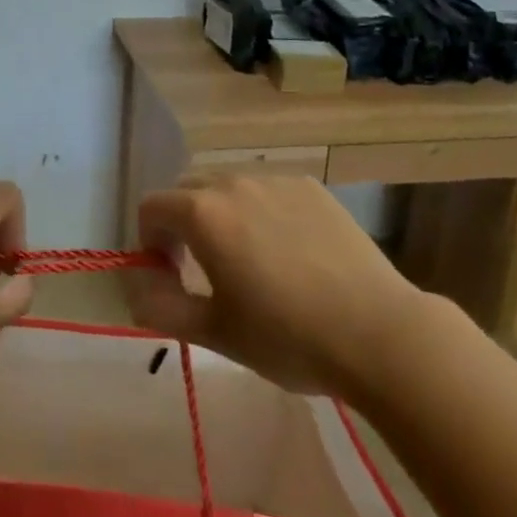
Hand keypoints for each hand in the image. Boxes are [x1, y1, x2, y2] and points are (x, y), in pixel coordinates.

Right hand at [127, 173, 428, 398]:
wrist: (380, 333)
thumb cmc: (289, 337)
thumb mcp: (217, 333)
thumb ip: (163, 309)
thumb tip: (136, 290)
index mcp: (202, 213)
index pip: (151, 207)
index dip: (149, 240)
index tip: (170, 275)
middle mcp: (232, 182)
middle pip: (187, 189)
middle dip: (182, 222)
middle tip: (202, 267)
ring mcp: (274, 178)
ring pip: (227, 184)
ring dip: (221, 212)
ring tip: (248, 257)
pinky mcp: (309, 185)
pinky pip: (267, 188)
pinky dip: (260, 209)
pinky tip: (289, 251)